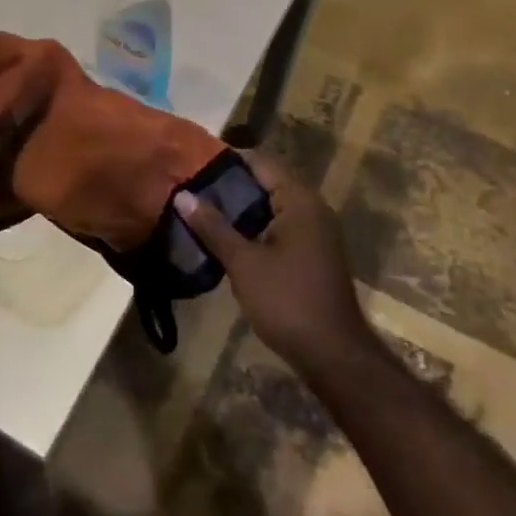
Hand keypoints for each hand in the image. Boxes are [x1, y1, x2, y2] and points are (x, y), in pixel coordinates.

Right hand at [175, 151, 372, 379]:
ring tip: (202, 211)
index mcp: (299, 201)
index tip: (194, 163)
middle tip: (192, 188)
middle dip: (231, 185)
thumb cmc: (287, 301)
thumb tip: (182, 195)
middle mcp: (313, 209)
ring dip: (242, 209)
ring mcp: (316, 233)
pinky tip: (228, 239)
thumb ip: (213, 227)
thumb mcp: (243, 263)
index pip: (261, 162)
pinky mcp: (314, 254)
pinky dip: (256, 227)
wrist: (333, 355)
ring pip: (273, 207)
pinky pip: (280, 227)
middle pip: (267, 182)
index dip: (228, 160)